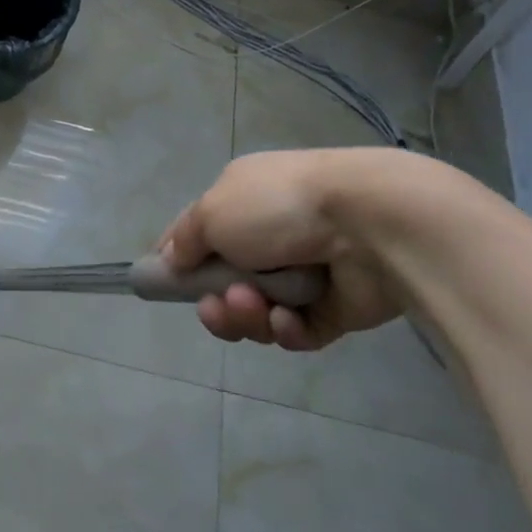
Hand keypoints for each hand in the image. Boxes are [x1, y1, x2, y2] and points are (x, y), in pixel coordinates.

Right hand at [161, 149, 407, 351]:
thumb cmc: (277, 207)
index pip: (199, 231)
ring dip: (247, 315)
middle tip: (215, 307)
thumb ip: (186, 239)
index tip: (163, 282)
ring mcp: (303, 273)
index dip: (178, 257)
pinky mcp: (334, 309)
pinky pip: (296, 331)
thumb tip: (170, 260)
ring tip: (255, 305)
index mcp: (242, 200)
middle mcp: (270, 234)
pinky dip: (286, 329)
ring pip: (257, 311)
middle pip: (226, 282)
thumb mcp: (212, 211)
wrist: (368, 224)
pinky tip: (288, 319)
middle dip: (216, 301)